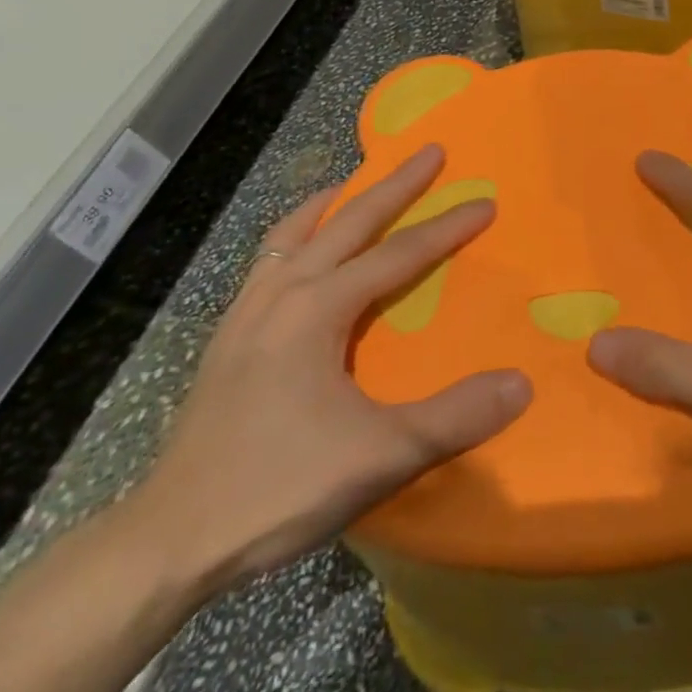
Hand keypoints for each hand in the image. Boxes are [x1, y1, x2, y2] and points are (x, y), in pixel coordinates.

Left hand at [121, 146, 531, 596]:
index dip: (446, 227)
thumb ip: (454, 417)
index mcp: (317, 307)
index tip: (485, 202)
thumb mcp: (379, 456)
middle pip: (347, 221)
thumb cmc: (277, 488)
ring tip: (358, 182)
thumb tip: (521, 382)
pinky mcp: (228, 335)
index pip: (398, 254)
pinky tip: (301, 253)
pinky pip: (269, 258)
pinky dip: (297, 233)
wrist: (169, 539)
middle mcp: (281, 291)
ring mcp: (246, 310)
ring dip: (337, 201)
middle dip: (394, 184)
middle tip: (429, 152)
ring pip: (296, 231)